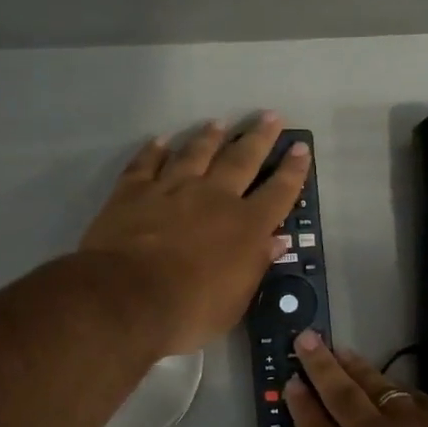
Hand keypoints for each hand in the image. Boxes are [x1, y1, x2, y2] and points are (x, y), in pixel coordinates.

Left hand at [78, 114, 309, 356]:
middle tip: (270, 116)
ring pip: (196, 153)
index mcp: (245, 226)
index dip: (293, 170)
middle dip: (259, 137)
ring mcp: (172, 188)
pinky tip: (161, 141)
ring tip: (219, 123)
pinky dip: (155, 150)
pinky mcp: (133, 191)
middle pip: (242, 159)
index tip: (300, 148)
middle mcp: (214, 197)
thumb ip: (255, 266)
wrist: (127, 298)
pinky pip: (147, 163)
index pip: (279, 192)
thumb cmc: (189, 310)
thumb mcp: (235, 301)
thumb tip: (275, 241)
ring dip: (210, 137)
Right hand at [285, 332, 427, 426]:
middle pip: (338, 394)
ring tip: (340, 350)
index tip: (291, 382)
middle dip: (318, 365)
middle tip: (305, 338)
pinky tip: (393, 386)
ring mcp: (411, 419)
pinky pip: (412, 395)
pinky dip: (396, 389)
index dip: (301, 406)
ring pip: (375, 384)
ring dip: (354, 366)